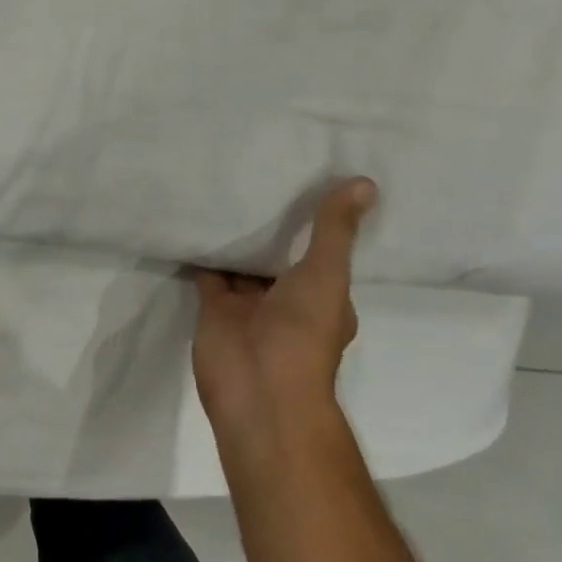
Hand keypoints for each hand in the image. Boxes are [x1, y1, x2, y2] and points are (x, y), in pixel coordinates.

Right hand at [191, 178, 377, 435]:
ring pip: (242, 262)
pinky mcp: (214, 306)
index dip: (317, 223)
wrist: (256, 389)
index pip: (322, 252)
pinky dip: (203, 250)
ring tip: (226, 184)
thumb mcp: (325, 275)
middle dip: (271, 225)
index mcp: (323, 296)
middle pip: (278, 254)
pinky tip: (196, 215)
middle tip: (261, 172)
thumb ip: (334, 230)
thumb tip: (365, 182)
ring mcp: (248, 304)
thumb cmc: (302, 335)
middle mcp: (287, 298)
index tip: (308, 181)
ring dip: (236, 235)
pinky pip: (209, 271)